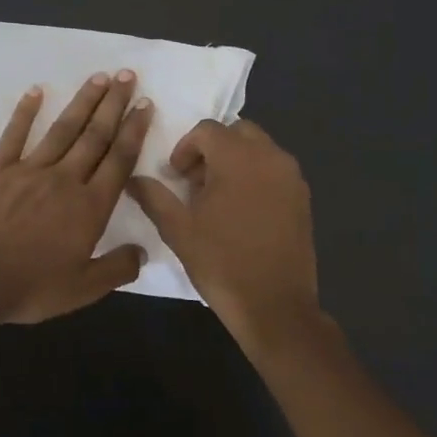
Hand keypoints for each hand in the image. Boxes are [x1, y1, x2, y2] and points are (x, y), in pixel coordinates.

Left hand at [0, 71, 151, 324]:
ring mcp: (30, 170)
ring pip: (63, 129)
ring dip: (83, 102)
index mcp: (89, 207)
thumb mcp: (83, 288)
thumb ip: (117, 268)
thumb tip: (144, 251)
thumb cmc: (30, 286)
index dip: (134, 131)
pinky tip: (36, 90)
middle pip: (95, 136)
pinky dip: (25, 112)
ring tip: (99, 77)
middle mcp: (65, 179)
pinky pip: (14, 135)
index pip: (119, 160)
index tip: (145, 104)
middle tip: (128, 76)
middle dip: (114, 105)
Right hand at [129, 119, 325, 354]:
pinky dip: (255, 176)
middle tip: (195, 182)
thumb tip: (133, 179)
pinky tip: (242, 211)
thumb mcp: (178, 230)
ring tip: (217, 197)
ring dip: (235, 161)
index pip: (207, 130)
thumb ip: (154, 197)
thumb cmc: (222, 262)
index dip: (185, 148)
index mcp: (238, 157)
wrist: (275, 306)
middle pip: (236, 132)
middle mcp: (270, 156)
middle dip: (212, 149)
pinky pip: (274, 170)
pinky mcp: (303, 197)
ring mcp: (292, 177)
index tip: (175, 176)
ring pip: (259, 149)